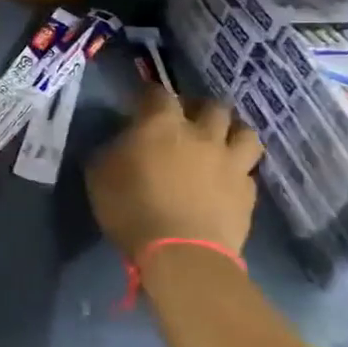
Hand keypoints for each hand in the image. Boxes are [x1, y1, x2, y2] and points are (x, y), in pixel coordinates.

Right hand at [86, 84, 263, 257]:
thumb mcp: (99, 174)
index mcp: (161, 124)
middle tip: (186, 119)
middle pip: (212, 106)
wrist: (181, 253)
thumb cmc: (131, 207)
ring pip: (245, 132)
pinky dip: (237, 170)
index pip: (158, 93)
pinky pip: (248, 171)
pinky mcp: (248, 192)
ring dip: (232, 131)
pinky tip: (226, 179)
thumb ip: (111, 150)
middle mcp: (202, 134)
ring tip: (220, 141)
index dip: (149, 94)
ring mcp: (231, 162)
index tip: (140, 100)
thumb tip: (121, 143)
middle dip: (199, 107)